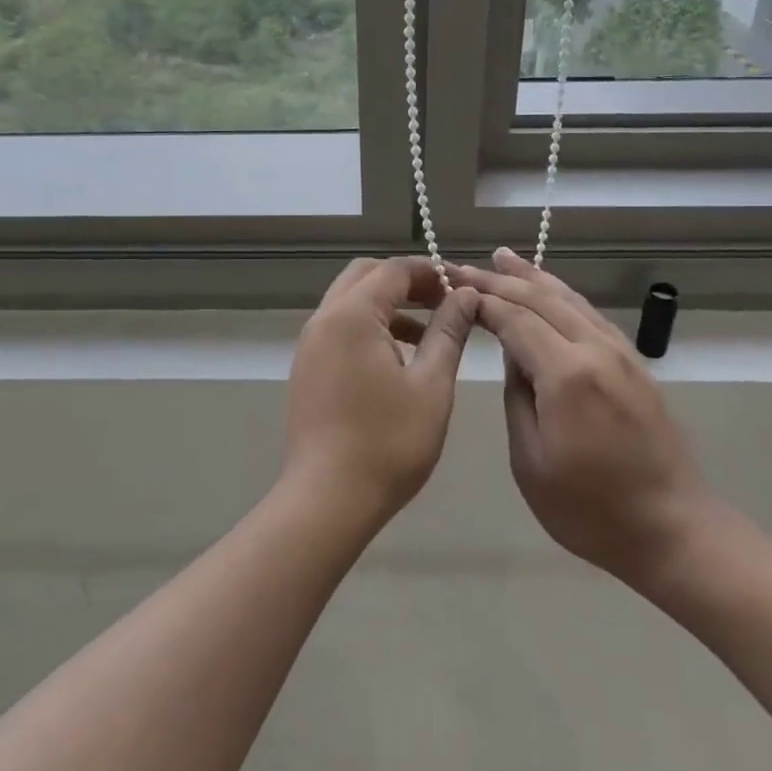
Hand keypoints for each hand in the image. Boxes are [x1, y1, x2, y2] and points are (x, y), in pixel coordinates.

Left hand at [281, 258, 479, 528]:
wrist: (326, 500)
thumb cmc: (388, 443)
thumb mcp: (431, 385)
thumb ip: (448, 332)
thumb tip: (464, 295)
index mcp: (352, 315)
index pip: (394, 270)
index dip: (431, 272)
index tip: (463, 288)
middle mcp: (324, 320)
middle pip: (365, 276)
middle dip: (406, 282)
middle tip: (443, 303)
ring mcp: (309, 345)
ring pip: (350, 302)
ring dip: (387, 305)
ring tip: (428, 334)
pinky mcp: (307, 369)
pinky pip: (339, 328)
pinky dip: (369, 328)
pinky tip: (398, 360)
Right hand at [452, 249, 711, 592]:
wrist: (673, 530)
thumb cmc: (589, 509)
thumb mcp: (530, 462)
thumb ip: (517, 397)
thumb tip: (514, 356)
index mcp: (567, 375)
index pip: (516, 319)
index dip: (482, 300)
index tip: (451, 286)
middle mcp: (597, 351)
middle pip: (542, 300)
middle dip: (500, 280)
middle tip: (464, 267)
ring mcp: (622, 355)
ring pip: (571, 300)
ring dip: (534, 277)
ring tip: (504, 258)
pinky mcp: (635, 365)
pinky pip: (591, 316)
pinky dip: (564, 296)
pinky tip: (551, 292)